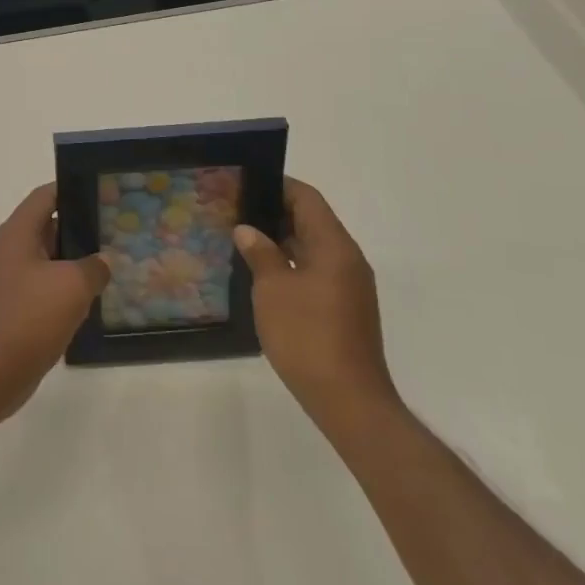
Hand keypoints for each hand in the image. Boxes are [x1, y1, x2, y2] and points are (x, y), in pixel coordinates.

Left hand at [0, 184, 110, 425]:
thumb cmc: (29, 319)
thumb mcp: (72, 287)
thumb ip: (94, 266)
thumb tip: (103, 261)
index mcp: (16, 233)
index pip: (45, 196)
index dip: (73, 190)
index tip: (103, 193)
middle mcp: (8, 249)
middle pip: (47, 225)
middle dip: (80, 228)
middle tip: (115, 230)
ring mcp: (7, 278)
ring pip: (47, 258)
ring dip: (74, 261)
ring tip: (110, 263)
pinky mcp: (11, 305)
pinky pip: (42, 284)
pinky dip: (63, 286)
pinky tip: (90, 298)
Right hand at [234, 178, 400, 451]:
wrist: (349, 401)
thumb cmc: (308, 336)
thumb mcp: (273, 289)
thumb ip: (261, 253)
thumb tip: (247, 230)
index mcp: (334, 246)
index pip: (307, 199)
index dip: (278, 186)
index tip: (246, 183)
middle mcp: (347, 259)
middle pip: (311, 221)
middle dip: (274, 212)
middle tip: (236, 211)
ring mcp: (348, 286)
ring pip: (312, 248)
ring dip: (281, 240)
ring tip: (242, 239)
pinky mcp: (344, 309)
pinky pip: (315, 271)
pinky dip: (291, 264)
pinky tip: (263, 274)